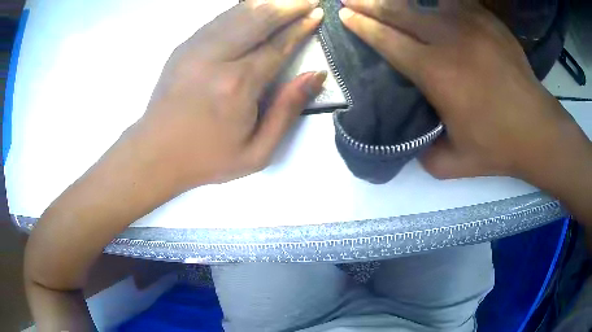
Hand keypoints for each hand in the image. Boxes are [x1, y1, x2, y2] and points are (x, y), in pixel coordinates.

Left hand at [136, 0, 325, 188]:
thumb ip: (287, 111)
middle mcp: (217, 57)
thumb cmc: (207, 158)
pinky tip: (255, 6)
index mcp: (238, 85)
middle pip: (259, 18)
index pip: (278, 45)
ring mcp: (196, 48)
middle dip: (288, 4)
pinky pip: (219, 18)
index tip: (316, 14)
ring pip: (238, 12)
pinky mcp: (184, 46)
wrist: (155, 153)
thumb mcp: (257, 152)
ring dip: (266, 2)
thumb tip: (315, 76)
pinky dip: (241, 8)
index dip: (301, 27)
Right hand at [338, 0, 589, 182]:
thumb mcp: (453, 163)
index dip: (362, 26)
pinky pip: (455, 3)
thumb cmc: (498, 147)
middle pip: (399, 12)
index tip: (345, 16)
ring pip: (426, 2)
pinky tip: (432, 6)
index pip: (387, 40)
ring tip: (390, 0)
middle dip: (369, 3)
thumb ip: (423, 152)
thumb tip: (411, 139)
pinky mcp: (489, 22)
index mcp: (436, 73)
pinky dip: (438, 3)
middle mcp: (449, 41)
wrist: (538, 131)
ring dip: (402, 0)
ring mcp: (472, 26)